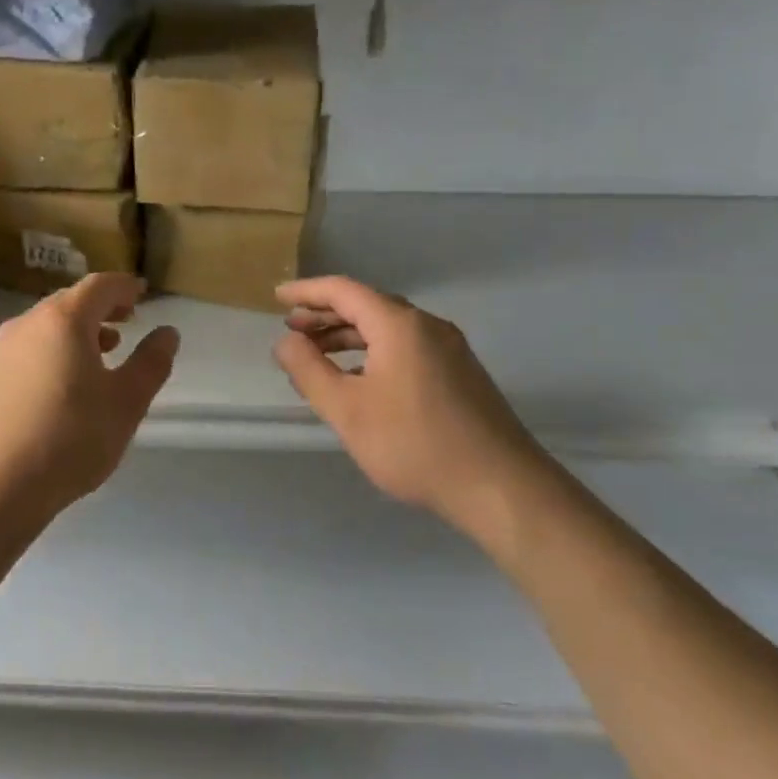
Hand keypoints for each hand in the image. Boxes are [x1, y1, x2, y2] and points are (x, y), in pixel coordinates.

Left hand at [0, 273, 179, 519]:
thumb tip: (167, 333)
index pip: (99, 286)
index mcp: (63, 320)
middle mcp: (28, 323)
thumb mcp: (127, 401)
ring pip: (48, 324)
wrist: (1, 484)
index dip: (125, 286)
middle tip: (129, 319)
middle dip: (102, 306)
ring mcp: (4, 349)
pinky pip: (31, 346)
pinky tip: (69, 378)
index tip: (143, 294)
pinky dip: (56, 347)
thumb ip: (151, 362)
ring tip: (106, 349)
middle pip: (70, 300)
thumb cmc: (73, 437)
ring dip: (79, 328)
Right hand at [273, 276, 558, 548]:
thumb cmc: (414, 444)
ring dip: (349, 335)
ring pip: (388, 329)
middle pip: (367, 306)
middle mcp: (427, 326)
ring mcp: (449, 350)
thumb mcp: (347, 409)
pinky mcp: (460, 374)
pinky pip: (406, 348)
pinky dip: (373, 353)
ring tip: (317, 354)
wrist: (500, 487)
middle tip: (292, 329)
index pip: (344, 291)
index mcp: (399, 325)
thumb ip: (309, 371)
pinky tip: (359, 380)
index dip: (307, 292)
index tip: (277, 298)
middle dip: (325, 315)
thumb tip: (284, 342)